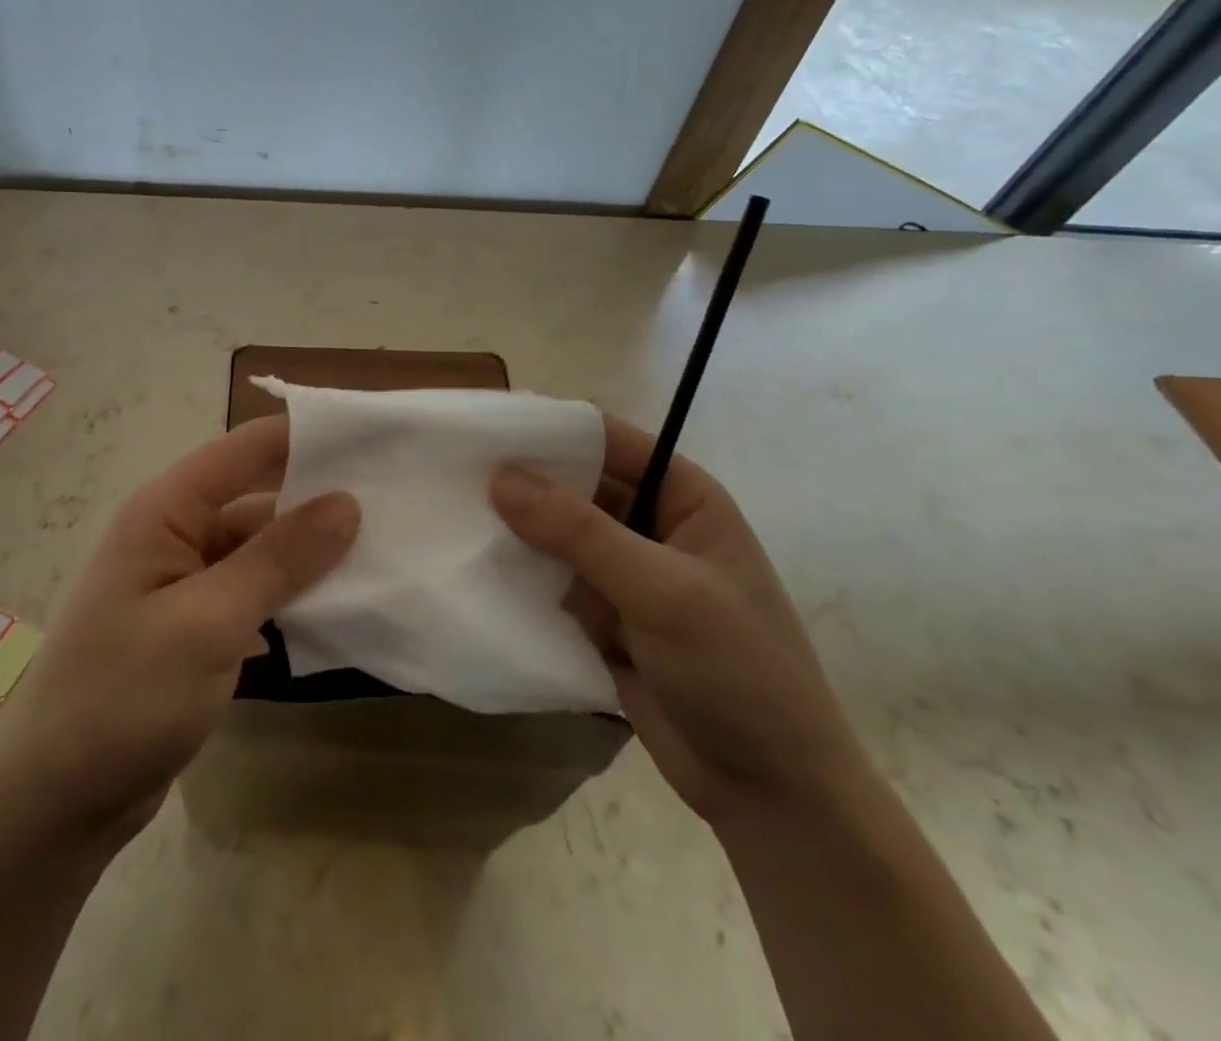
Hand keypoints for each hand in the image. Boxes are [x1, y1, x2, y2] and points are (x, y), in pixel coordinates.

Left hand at [0, 416, 358, 847]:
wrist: (55, 805)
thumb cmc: (123, 698)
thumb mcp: (209, 622)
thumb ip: (279, 559)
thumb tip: (347, 501)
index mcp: (167, 510)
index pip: (247, 448)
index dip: (309, 436)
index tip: (377, 439)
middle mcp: (176, 533)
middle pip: (260, 496)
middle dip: (320, 497)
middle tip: (397, 500)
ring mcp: (187, 582)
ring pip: (262, 549)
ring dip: (312, 553)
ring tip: (386, 550)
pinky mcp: (197, 626)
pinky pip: (255, 592)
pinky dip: (293, 595)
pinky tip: (341, 606)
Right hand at [491, 414, 868, 829]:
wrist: (770, 792)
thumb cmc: (738, 671)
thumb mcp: (662, 591)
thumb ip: (580, 532)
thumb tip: (501, 477)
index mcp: (683, 498)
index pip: (608, 441)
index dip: (551, 431)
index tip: (485, 428)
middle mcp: (650, 526)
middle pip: (575, 486)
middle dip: (523, 482)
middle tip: (452, 472)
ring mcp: (624, 575)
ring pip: (555, 535)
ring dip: (515, 530)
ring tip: (450, 514)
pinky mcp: (602, 618)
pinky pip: (550, 581)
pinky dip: (519, 576)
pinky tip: (472, 566)